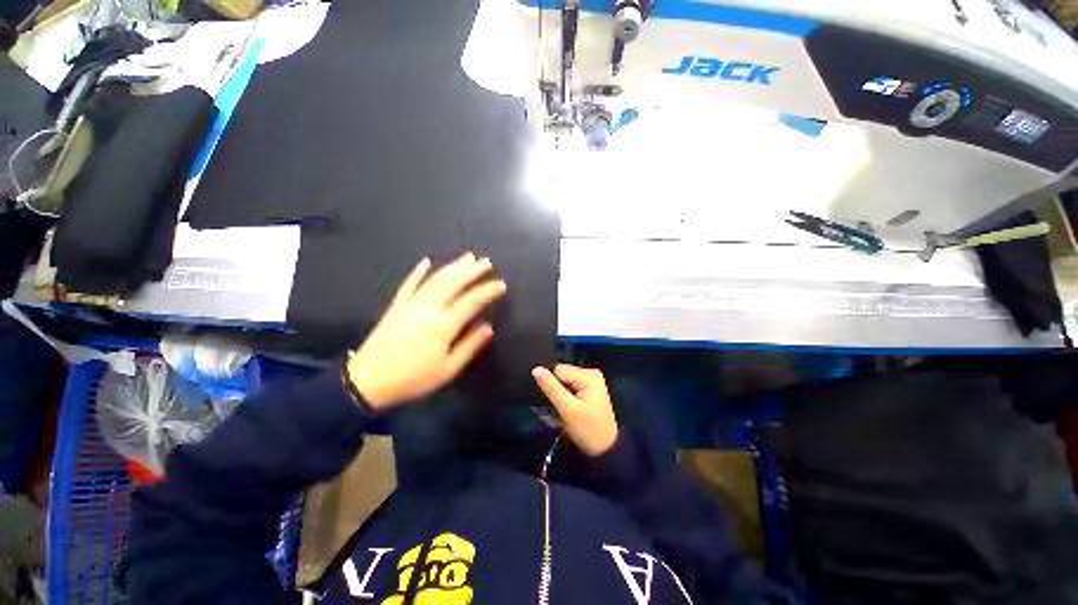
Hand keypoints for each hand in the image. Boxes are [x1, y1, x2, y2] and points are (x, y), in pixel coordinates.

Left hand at [347, 253, 506, 410]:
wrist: (368, 381)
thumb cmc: (413, 379)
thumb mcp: (448, 370)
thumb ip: (469, 346)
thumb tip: (488, 327)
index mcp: (443, 326)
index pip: (472, 301)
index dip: (488, 291)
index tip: (501, 285)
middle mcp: (429, 309)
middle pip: (454, 283)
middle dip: (472, 271)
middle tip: (487, 262)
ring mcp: (411, 304)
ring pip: (435, 279)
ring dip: (453, 266)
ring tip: (468, 257)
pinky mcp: (397, 306)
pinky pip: (409, 284)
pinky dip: (418, 272)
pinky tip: (426, 261)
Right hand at [532, 364, 618, 456]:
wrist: (604, 451)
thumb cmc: (587, 430)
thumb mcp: (567, 409)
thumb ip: (551, 387)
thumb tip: (536, 369)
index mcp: (589, 374)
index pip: (559, 370)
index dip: (552, 385)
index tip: (557, 402)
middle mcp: (590, 373)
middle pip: (562, 374)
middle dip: (557, 389)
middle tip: (562, 408)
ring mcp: (590, 381)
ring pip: (564, 381)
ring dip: (561, 394)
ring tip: (566, 409)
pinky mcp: (588, 390)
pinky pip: (569, 387)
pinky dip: (566, 397)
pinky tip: (570, 408)